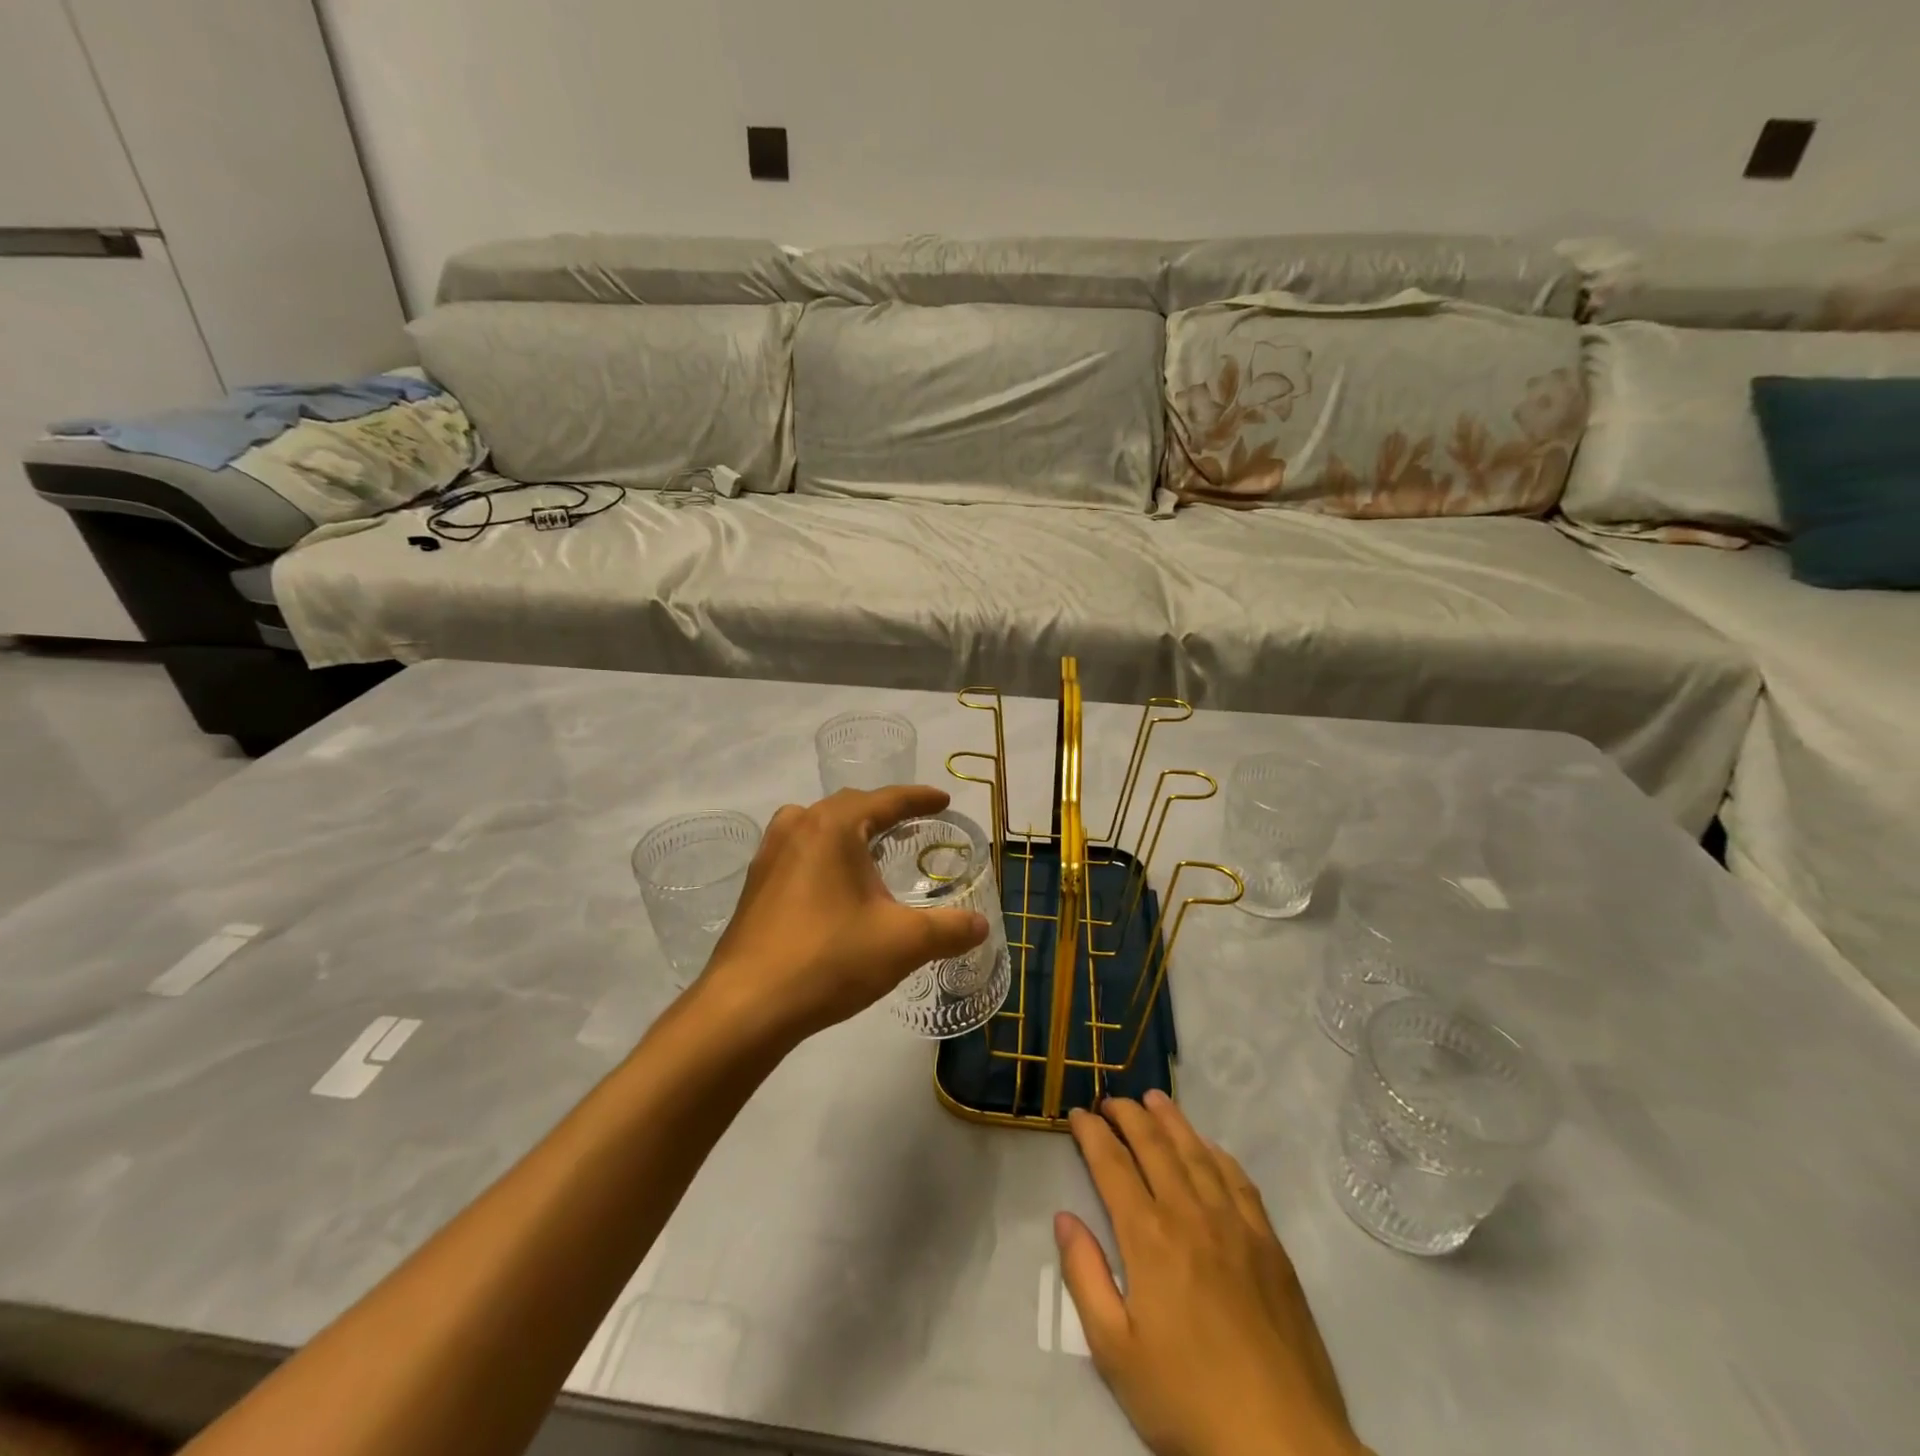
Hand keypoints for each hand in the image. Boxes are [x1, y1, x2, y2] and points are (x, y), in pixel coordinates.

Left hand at [698, 785, 988, 1041]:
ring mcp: (769, 856)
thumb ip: (949, 930)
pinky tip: (832, 885)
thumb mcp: (902, 943)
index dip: (919, 799)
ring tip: (870, 847)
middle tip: (912, 823)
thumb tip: (981, 926)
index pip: (886, 800)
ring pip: (815, 825)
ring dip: (847, 829)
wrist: (746, 1007)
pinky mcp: (755, 886)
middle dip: (883, 811)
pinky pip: (797, 851)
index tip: (943, 800)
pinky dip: (823, 853)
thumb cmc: (829, 959)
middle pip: (849, 806)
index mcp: (834, 827)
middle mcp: (798, 828)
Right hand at [1057, 1093, 1363, 1455]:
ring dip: (1171, 1120)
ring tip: (1153, 1098)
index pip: (1112, 1165)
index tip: (1077, 1113)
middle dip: (1127, 1115)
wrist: (1284, 1446)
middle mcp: (1190, 1214)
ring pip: (1196, 1152)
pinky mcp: (1269, 1243)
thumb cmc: (1187, 1402)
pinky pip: (1238, 1180)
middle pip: (1153, 1145)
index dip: (1091, 1133)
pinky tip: (1208, 1146)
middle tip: (1109, 1098)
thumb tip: (1063, 1217)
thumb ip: (1085, 1276)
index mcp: (1148, 1237)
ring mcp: (1235, 1225)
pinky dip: (1217, 1153)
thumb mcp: (1115, 1352)